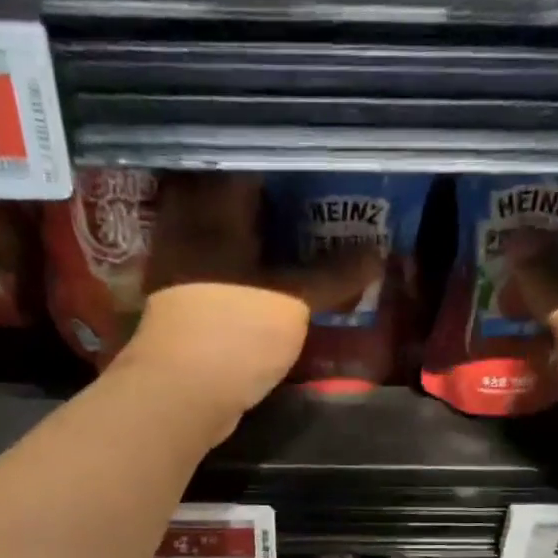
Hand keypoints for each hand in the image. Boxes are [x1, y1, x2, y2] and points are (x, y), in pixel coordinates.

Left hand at [116, 173, 382, 418]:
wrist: (180, 396)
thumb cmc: (234, 332)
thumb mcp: (294, 302)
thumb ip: (334, 276)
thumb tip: (377, 254)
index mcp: (213, 205)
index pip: (255, 161)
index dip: (294, 165)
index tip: (329, 170)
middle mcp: (190, 225)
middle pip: (243, 200)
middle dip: (283, 204)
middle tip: (328, 208)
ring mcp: (182, 266)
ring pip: (233, 238)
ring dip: (268, 242)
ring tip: (313, 245)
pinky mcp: (185, 303)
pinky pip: (225, 273)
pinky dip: (253, 275)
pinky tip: (283, 283)